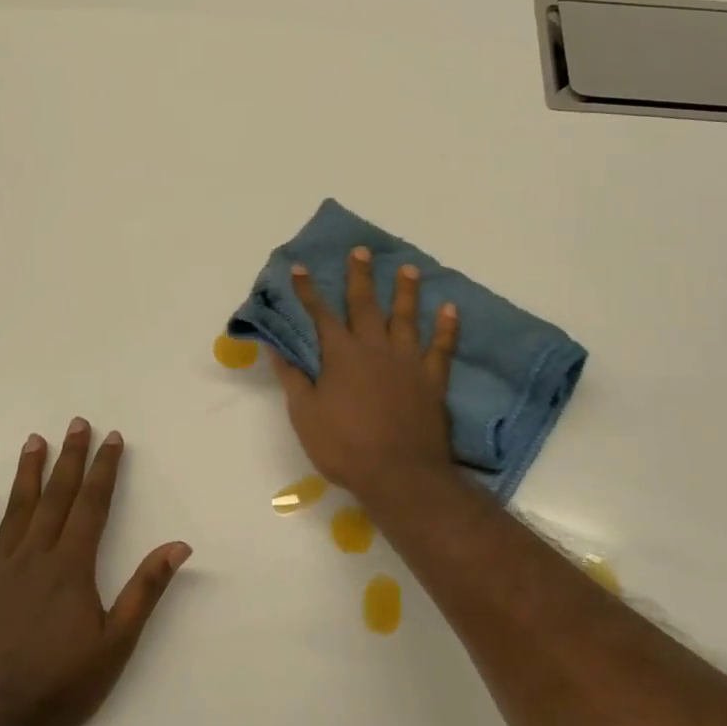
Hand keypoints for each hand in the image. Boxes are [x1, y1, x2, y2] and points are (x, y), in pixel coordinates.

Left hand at [0, 419, 190, 725]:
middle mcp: (34, 558)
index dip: (103, 469)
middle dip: (70, 458)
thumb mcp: (118, 642)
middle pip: (56, 498)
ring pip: (15, 511)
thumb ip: (146, 589)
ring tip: (35, 441)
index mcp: (71, 568)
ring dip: (27, 474)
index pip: (91, 505)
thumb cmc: (65, 685)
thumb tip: (179, 545)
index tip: (111, 438)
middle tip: (77, 424)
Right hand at [271, 246, 460, 502]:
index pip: (320, 315)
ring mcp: (407, 362)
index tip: (300, 268)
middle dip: (360, 277)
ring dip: (406, 291)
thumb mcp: (305, 414)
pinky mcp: (432, 379)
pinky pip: (442, 347)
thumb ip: (292, 377)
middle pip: (365, 305)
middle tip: (361, 251)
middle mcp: (374, 348)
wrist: (398, 474)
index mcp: (341, 355)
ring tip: (408, 268)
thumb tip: (275, 346)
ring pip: (406, 317)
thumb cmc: (344, 446)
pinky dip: (447, 328)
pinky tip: (451, 309)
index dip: (308, 291)